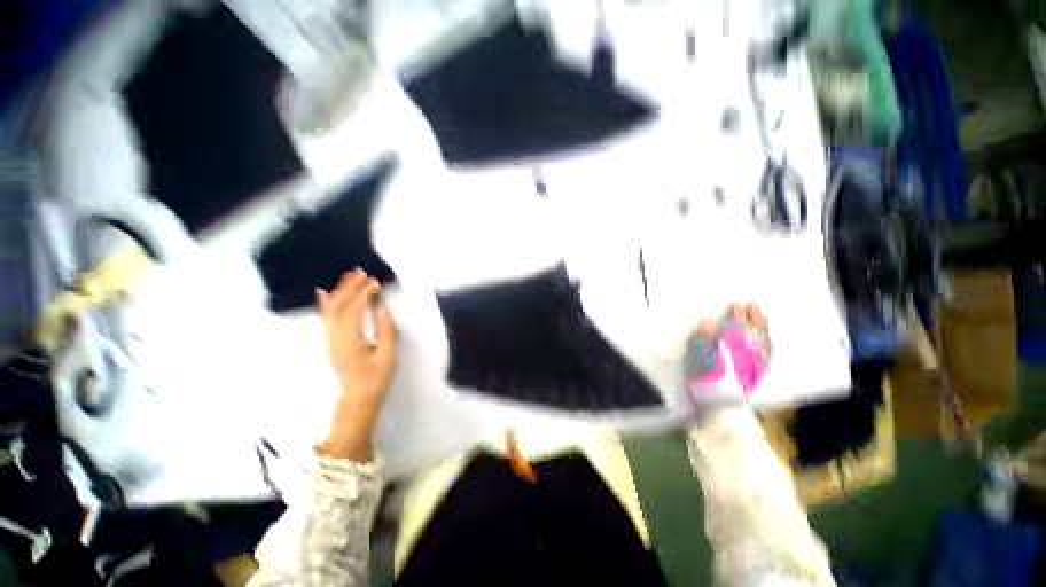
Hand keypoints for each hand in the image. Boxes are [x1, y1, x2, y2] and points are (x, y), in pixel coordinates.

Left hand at [314, 269, 397, 461]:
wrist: (359, 398)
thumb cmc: (377, 378)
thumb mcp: (388, 355)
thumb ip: (386, 329)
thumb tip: (383, 307)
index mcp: (350, 341)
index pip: (354, 310)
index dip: (365, 294)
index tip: (376, 282)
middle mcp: (335, 338)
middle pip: (339, 307)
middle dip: (350, 288)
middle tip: (362, 273)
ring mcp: (330, 340)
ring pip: (329, 311)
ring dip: (339, 292)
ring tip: (349, 277)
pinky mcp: (331, 342)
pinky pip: (326, 319)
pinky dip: (326, 303)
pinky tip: (325, 292)